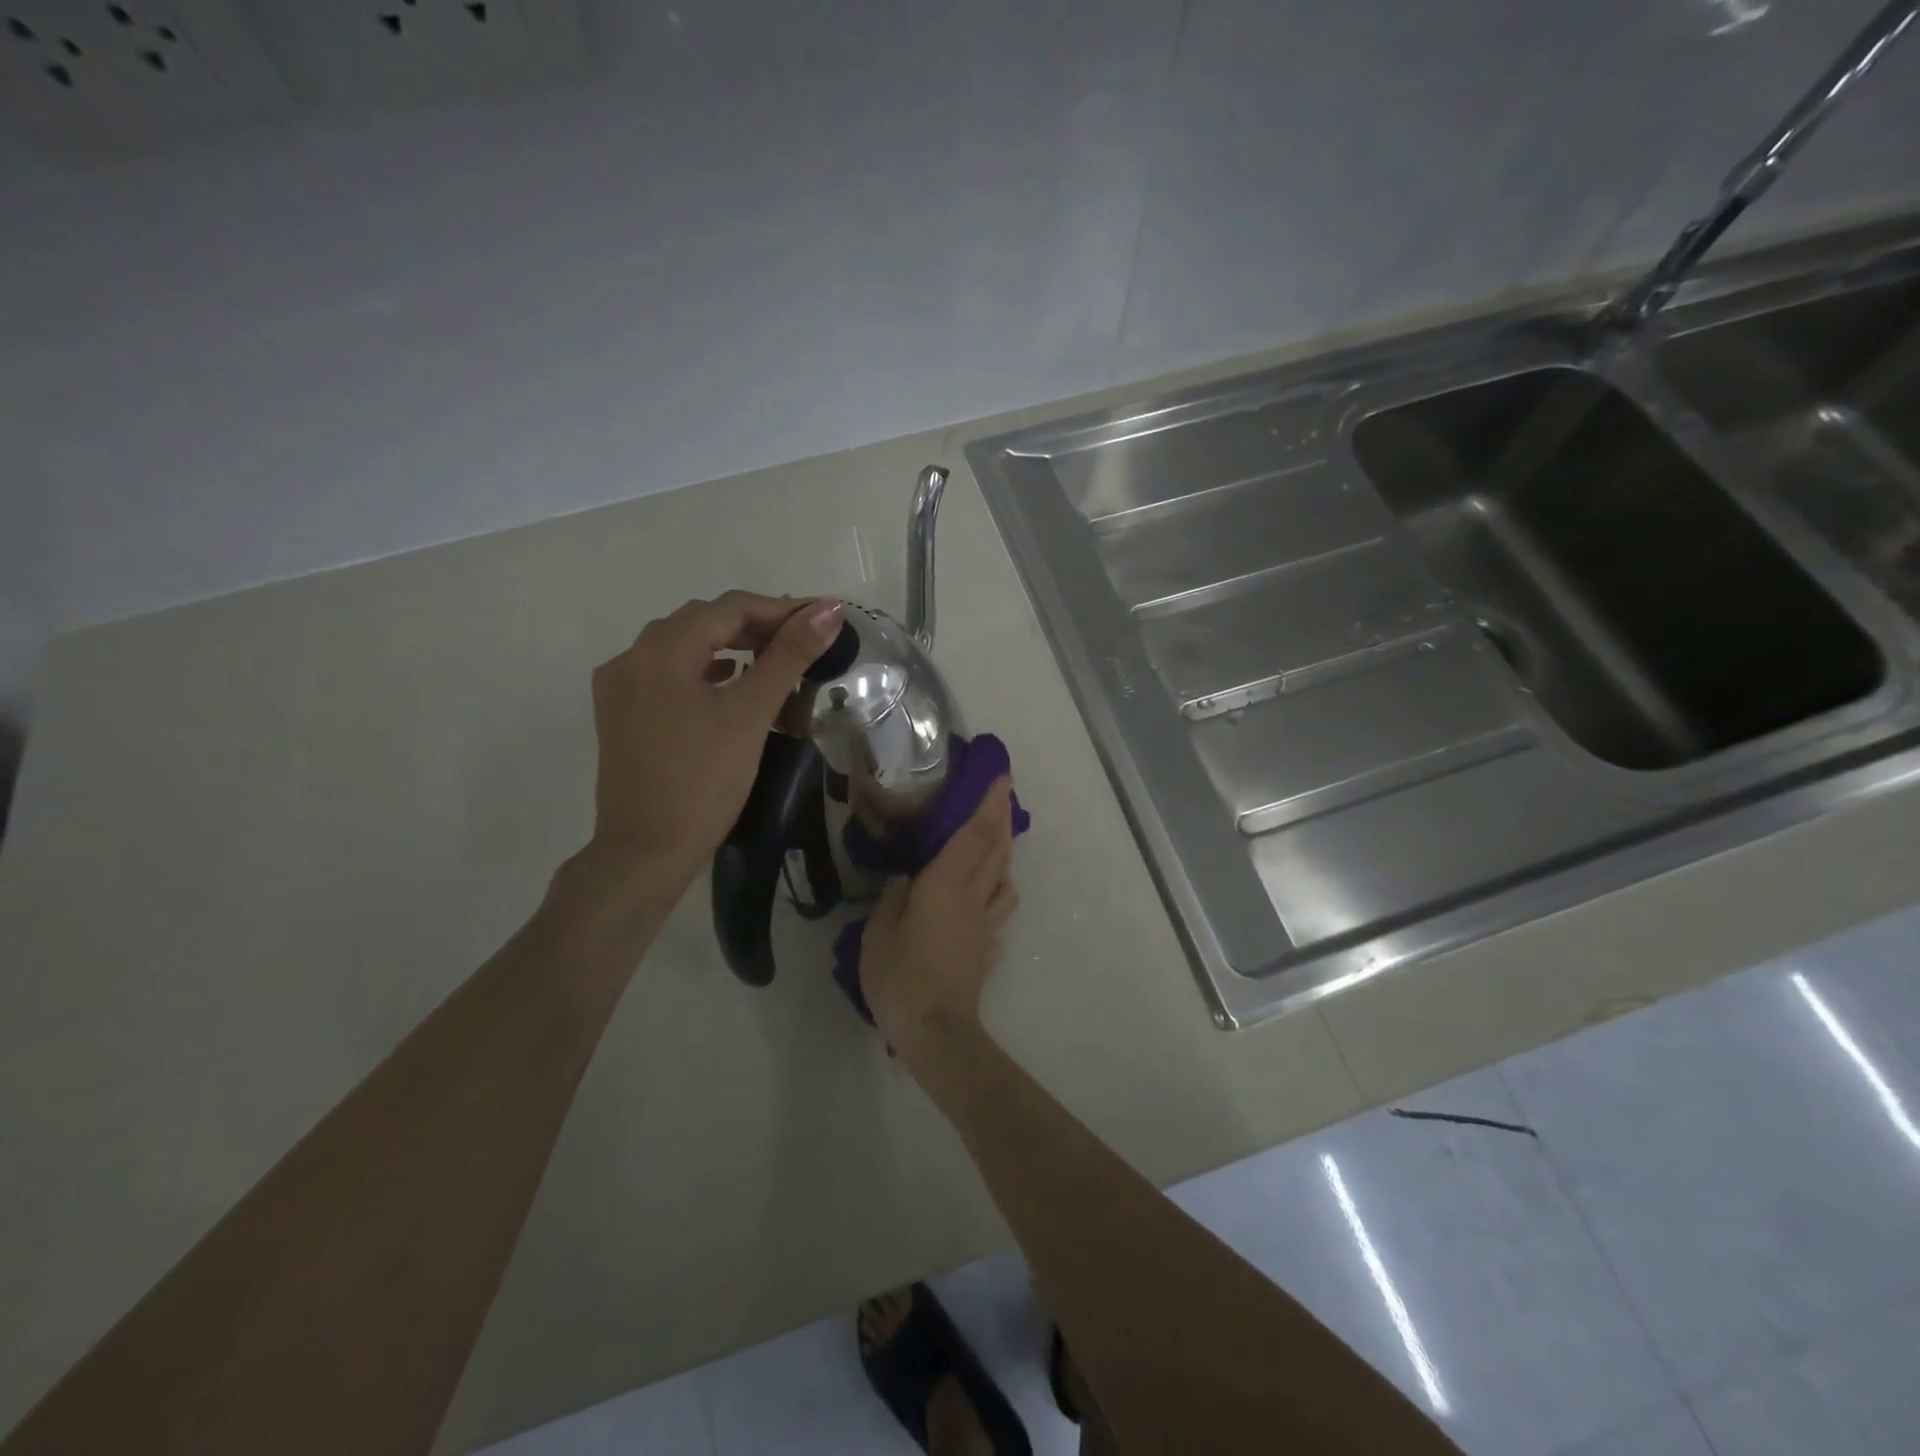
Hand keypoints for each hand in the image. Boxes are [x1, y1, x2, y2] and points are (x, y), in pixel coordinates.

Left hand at [587, 592, 844, 888]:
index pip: (728, 609)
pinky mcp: (621, 716)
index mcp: (659, 651)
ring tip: (772, 655)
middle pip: (701, 622)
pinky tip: (729, 681)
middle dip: (755, 624)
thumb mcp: (750, 714)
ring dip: (729, 644)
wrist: (646, 851)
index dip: (780, 609)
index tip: (823, 618)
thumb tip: (829, 612)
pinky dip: (704, 669)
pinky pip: (669, 674)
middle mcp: (631, 659)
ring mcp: (620, 688)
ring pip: (683, 647)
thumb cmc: (703, 780)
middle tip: (802, 637)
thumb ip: (789, 657)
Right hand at [859, 779, 1019, 1054]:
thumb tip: (907, 879)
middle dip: (1002, 818)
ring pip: (1004, 878)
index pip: (974, 834)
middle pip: (996, 849)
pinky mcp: (989, 948)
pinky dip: (999, 890)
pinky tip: (988, 896)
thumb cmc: (900, 976)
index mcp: (946, 884)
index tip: (1002, 778)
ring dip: (1005, 853)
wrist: (936, 1031)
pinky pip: (1000, 908)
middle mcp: (973, 896)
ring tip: (997, 842)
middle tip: (1004, 795)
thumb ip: (894, 898)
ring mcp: (986, 923)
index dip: (989, 804)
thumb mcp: (878, 932)